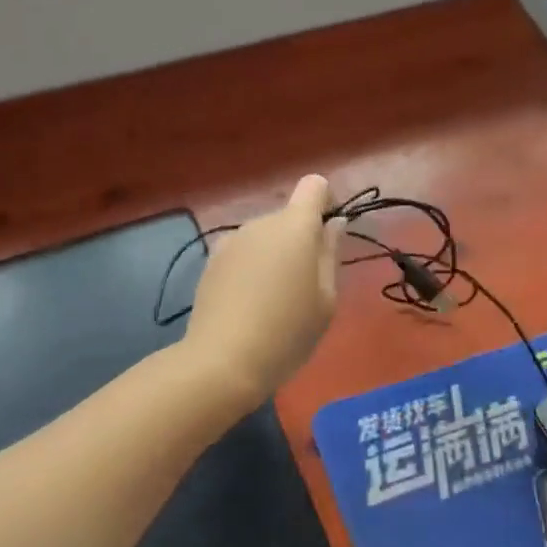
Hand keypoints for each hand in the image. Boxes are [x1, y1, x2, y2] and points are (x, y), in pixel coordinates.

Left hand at [184, 175, 344, 403]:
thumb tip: (335, 223)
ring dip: (275, 254)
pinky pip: (243, 252)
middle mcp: (261, 223)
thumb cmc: (288, 331)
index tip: (329, 236)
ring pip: (264, 236)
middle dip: (301, 239)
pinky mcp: (211, 261)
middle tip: (306, 285)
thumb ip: (330, 253)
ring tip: (275, 299)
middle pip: (288, 216)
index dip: (326, 202)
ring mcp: (231, 240)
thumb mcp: (326, 298)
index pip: (314, 186)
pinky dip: (252, 267)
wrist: (223, 361)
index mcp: (295, 226)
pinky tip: (249, 303)